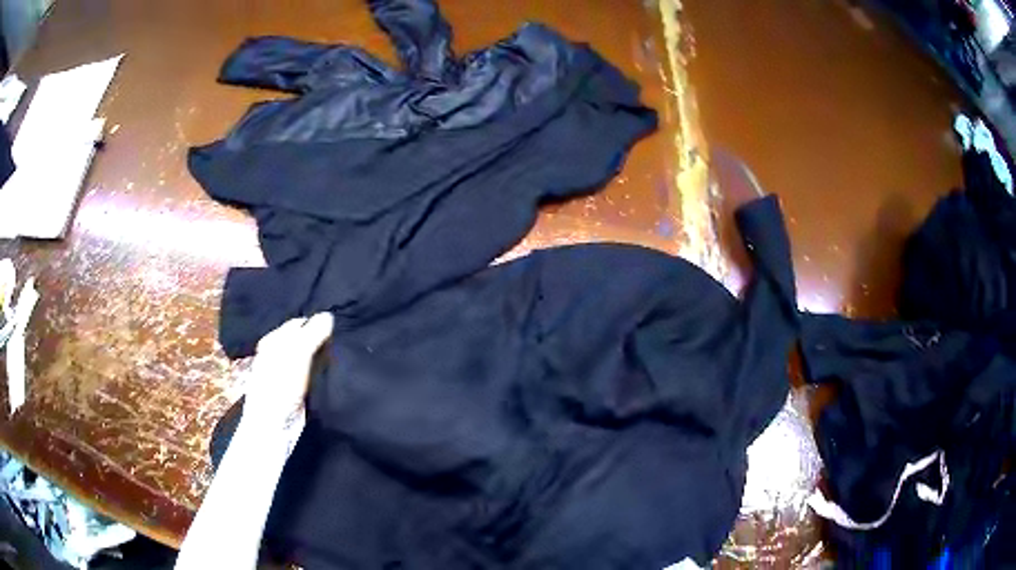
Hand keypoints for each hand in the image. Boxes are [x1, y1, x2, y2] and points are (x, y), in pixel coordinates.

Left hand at [241, 312, 333, 430]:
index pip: (299, 323)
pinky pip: (312, 373)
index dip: (317, 322)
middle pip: (304, 339)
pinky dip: (322, 370)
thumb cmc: (281, 386)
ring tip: (343, 352)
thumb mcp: (297, 354)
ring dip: (323, 355)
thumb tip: (329, 315)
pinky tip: (334, 369)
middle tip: (344, 337)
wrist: (275, 426)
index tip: (338, 324)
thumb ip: (312, 333)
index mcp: (273, 339)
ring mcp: (287, 372)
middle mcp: (278, 353)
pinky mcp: (296, 389)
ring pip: (309, 357)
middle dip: (321, 338)